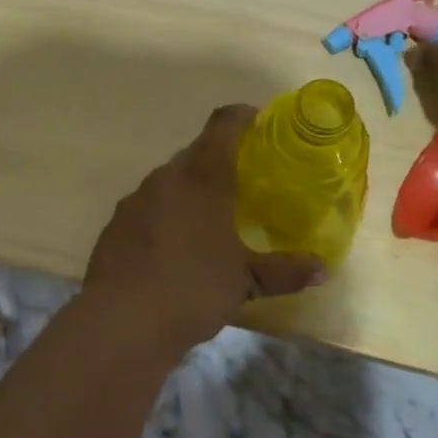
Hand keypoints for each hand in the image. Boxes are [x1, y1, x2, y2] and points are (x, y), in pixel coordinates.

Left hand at [81, 105, 326, 352]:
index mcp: (203, 177)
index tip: (258, 120)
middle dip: (218, 161)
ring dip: (189, 190)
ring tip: (209, 219)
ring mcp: (136, 199)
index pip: (223, 126)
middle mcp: (167, 177)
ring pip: (169, 181)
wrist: (121, 321)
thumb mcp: (246, 281)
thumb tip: (322, 270)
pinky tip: (172, 248)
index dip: (242, 117)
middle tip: (242, 183)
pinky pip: (147, 207)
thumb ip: (284, 271)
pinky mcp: (115, 224)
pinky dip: (164, 216)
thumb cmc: (193, 288)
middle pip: (195, 154)